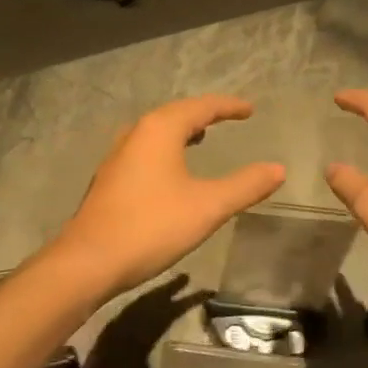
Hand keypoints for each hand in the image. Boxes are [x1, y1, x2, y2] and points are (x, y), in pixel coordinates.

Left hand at [53, 96, 284, 294]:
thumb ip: (245, 186)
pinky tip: (171, 171)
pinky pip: (144, 151)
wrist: (89, 261)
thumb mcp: (208, 206)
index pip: (200, 107)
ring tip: (201, 137)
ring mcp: (117, 157)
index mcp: (159, 130)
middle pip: (174, 114)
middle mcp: (135, 134)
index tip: (249, 110)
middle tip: (227, 118)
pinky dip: (165, 149)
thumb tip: (278, 169)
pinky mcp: (109, 180)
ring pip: (155, 133)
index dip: (228, 106)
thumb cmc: (152, 226)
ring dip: (180, 131)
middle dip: (202, 114)